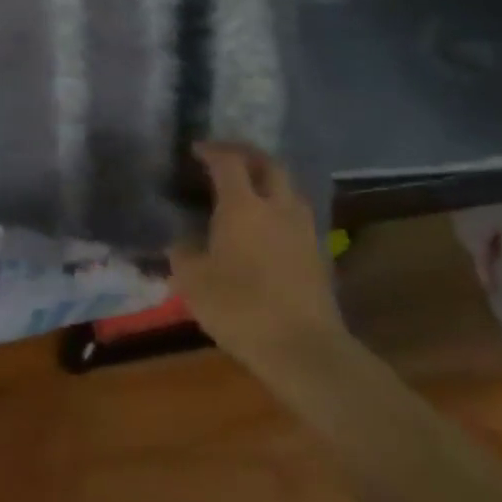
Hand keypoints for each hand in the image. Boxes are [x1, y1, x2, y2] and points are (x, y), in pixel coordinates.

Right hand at [169, 143, 345, 380]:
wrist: (305, 351)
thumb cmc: (241, 308)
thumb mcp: (193, 280)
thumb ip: (183, 252)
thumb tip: (181, 240)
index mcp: (242, 205)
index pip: (228, 161)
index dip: (211, 150)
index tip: (196, 150)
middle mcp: (276, 207)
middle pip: (268, 164)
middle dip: (247, 154)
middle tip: (227, 158)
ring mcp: (303, 230)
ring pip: (289, 188)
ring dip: (269, 180)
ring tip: (250, 190)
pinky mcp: (319, 255)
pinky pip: (297, 216)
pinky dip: (280, 209)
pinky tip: (268, 227)